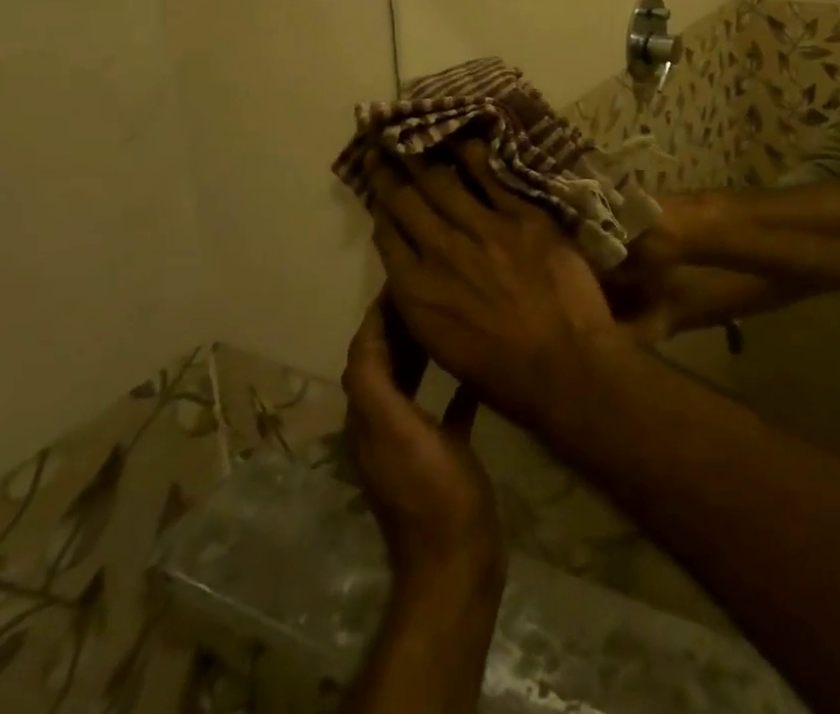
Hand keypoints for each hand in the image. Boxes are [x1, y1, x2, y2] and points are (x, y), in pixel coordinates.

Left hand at [343, 297, 501, 593]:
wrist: (457, 560)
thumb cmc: (433, 492)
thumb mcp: (401, 434)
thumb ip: (378, 390)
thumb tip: (365, 341)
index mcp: (370, 417)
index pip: (364, 354)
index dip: (376, 317)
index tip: (401, 280)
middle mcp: (383, 425)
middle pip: (384, 363)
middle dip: (398, 325)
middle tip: (429, 289)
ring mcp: (413, 441)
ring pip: (410, 381)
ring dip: (420, 348)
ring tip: (446, 316)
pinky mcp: (440, 453)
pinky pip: (442, 406)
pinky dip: (451, 382)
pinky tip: (475, 368)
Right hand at [368, 141, 620, 431]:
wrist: (564, 364)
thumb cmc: (503, 372)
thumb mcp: (443, 345)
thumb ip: (424, 302)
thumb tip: (414, 271)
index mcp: (417, 293)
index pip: (389, 237)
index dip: (380, 206)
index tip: (376, 185)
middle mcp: (441, 253)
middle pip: (408, 202)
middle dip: (391, 172)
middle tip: (382, 147)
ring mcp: (484, 231)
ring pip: (444, 184)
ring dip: (425, 158)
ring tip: (414, 135)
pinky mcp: (523, 219)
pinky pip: (493, 179)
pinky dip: (475, 158)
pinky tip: (465, 140)